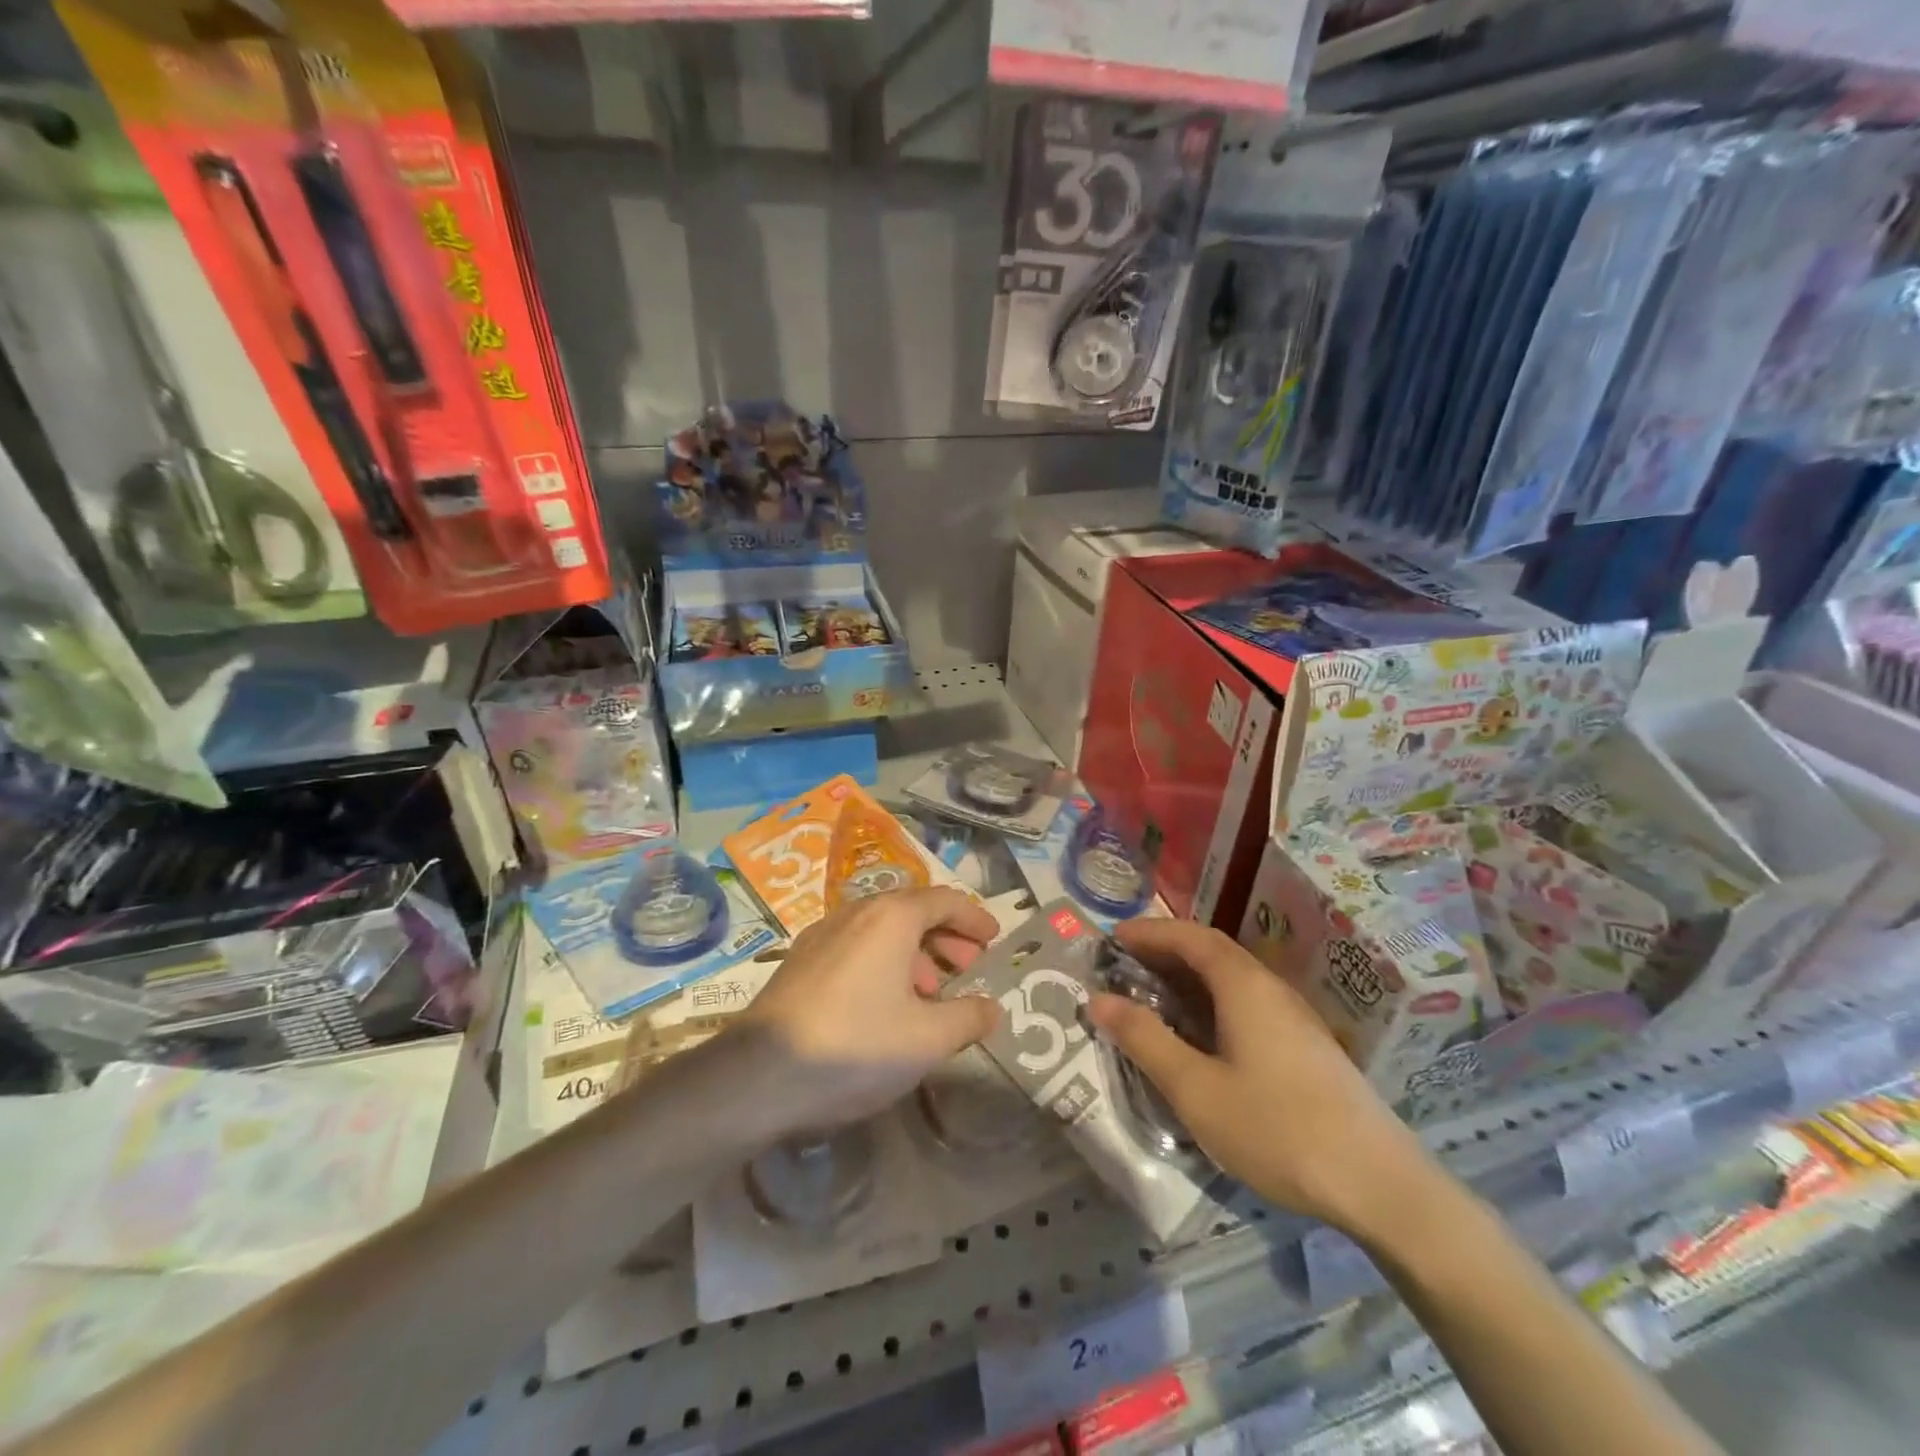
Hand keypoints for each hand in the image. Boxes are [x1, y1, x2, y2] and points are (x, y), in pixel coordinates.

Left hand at [742, 887, 1001, 1132]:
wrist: (756, 1078)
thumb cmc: (855, 1047)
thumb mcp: (927, 1039)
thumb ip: (968, 1018)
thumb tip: (991, 1007)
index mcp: (890, 917)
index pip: (944, 900)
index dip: (974, 918)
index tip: (995, 939)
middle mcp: (855, 912)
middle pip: (912, 911)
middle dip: (947, 936)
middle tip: (970, 965)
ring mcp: (821, 935)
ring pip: (881, 930)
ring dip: (915, 953)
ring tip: (932, 992)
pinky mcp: (799, 962)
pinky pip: (855, 947)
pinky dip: (884, 963)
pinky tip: (886, 1004)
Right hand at [1088, 918, 1436, 1236]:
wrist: (1379, 1185)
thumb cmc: (1277, 1129)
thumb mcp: (1195, 1089)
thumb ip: (1145, 1039)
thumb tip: (1099, 999)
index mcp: (1244, 986)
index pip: (1190, 937)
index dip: (1149, 932)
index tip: (1113, 938)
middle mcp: (1270, 988)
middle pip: (1212, 951)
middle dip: (1165, 950)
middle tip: (1124, 966)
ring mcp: (1294, 1016)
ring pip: (1232, 978)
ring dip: (1189, 976)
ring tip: (1153, 996)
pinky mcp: (1306, 1045)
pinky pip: (1247, 1002)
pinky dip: (1211, 1000)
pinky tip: (1201, 1034)